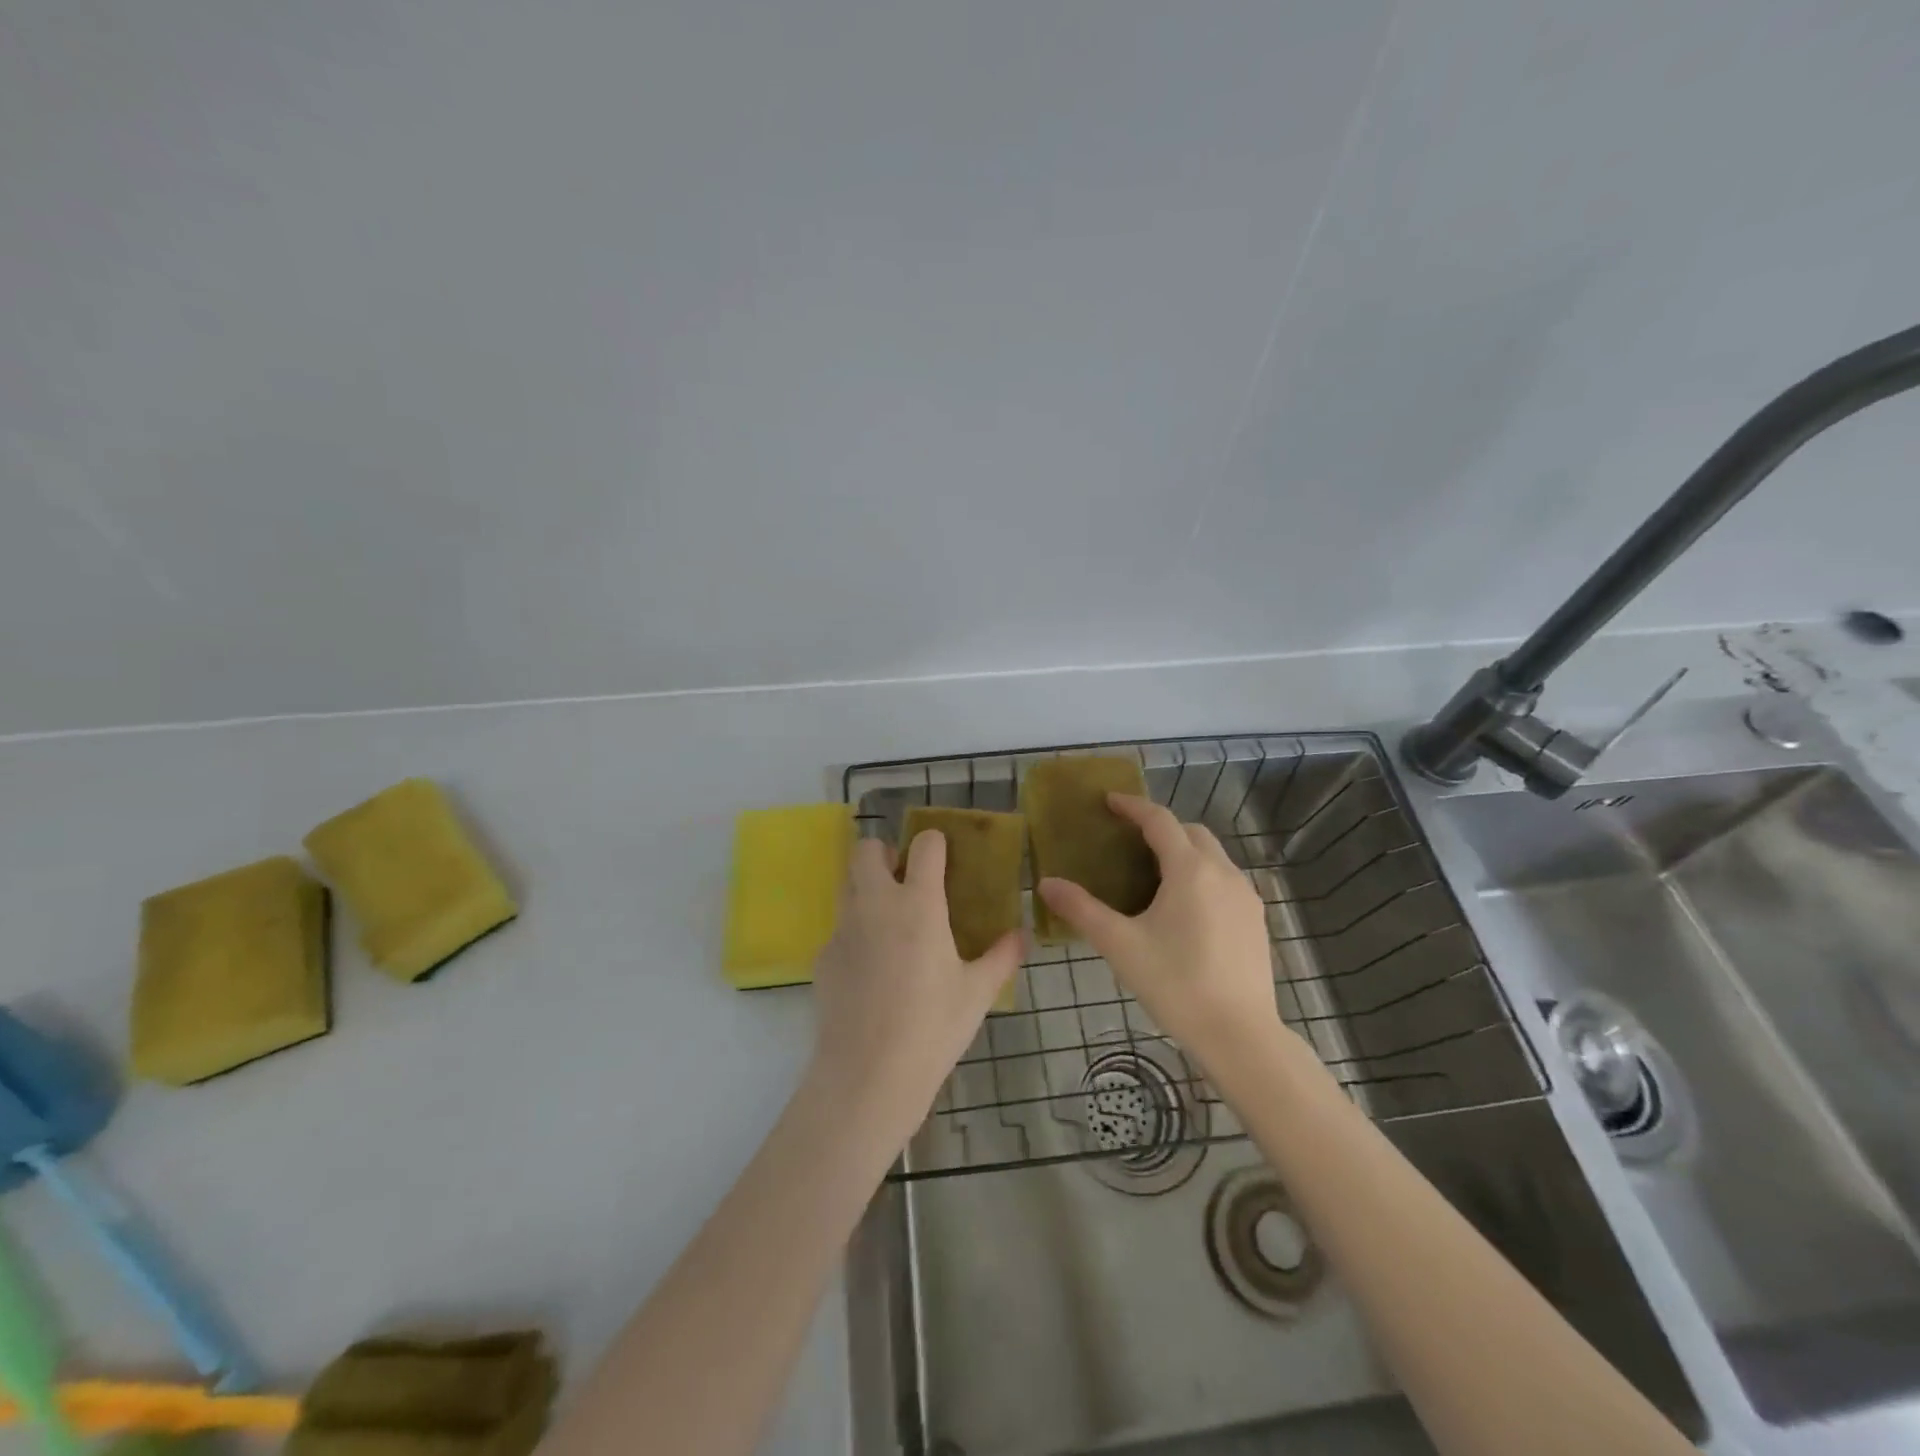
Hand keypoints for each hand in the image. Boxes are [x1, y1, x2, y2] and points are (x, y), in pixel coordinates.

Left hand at [808, 832, 1022, 1144]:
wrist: (868, 1074)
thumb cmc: (932, 1028)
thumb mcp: (977, 993)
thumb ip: (1002, 957)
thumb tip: (1021, 936)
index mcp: (918, 904)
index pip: (924, 846)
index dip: (935, 843)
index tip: (943, 855)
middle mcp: (876, 904)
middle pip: (866, 850)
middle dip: (884, 853)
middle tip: (904, 880)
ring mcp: (844, 929)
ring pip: (847, 884)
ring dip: (866, 887)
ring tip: (889, 920)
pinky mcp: (824, 956)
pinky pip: (839, 928)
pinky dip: (855, 933)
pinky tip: (871, 969)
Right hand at [1036, 794, 1287, 1067]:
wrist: (1240, 1035)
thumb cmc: (1176, 984)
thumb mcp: (1120, 945)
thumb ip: (1081, 910)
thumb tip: (1046, 884)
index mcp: (1190, 870)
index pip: (1159, 821)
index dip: (1133, 806)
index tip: (1109, 801)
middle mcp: (1223, 873)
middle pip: (1191, 832)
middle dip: (1160, 827)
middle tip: (1129, 840)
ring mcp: (1246, 897)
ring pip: (1213, 856)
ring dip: (1184, 851)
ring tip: (1154, 873)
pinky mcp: (1256, 920)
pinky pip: (1225, 880)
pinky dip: (1202, 875)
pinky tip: (1184, 908)